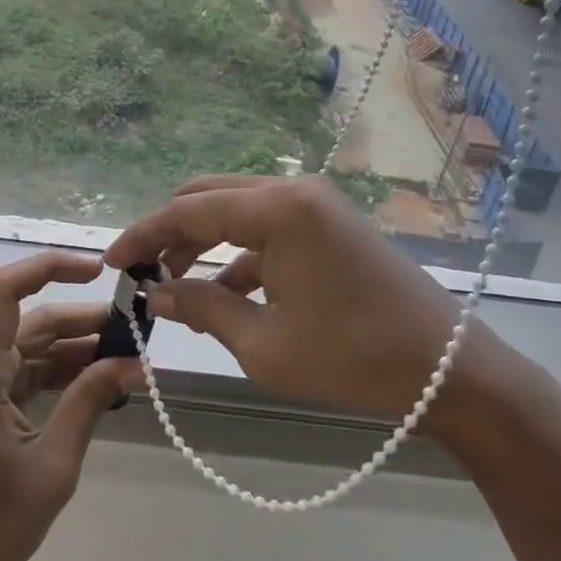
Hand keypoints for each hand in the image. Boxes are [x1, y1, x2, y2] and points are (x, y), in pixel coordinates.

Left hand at [0, 251, 141, 560]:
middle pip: (27, 322)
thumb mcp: (52, 467)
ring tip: (126, 356)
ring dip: (72, 348)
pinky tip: (94, 382)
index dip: (47, 268)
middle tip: (135, 328)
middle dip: (81, 320)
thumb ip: (89, 404)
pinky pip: (17, 374)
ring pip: (25, 347)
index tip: (98, 271)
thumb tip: (132, 363)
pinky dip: (54, 374)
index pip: (3, 291)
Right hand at [105, 175, 513, 433]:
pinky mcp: (329, 222)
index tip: (110, 263)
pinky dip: (237, 251)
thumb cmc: (352, 359)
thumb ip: (202, 309)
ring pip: (235, 208)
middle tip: (142, 275)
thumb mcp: (264, 344)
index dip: (142, 236)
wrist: (450, 369)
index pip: (187, 212)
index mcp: (276, 210)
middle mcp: (293, 190)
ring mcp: (315, 203)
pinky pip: (266, 226)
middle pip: (207, 197)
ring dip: (201, 241)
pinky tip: (224, 292)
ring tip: (174, 285)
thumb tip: (155, 294)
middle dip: (169, 233)